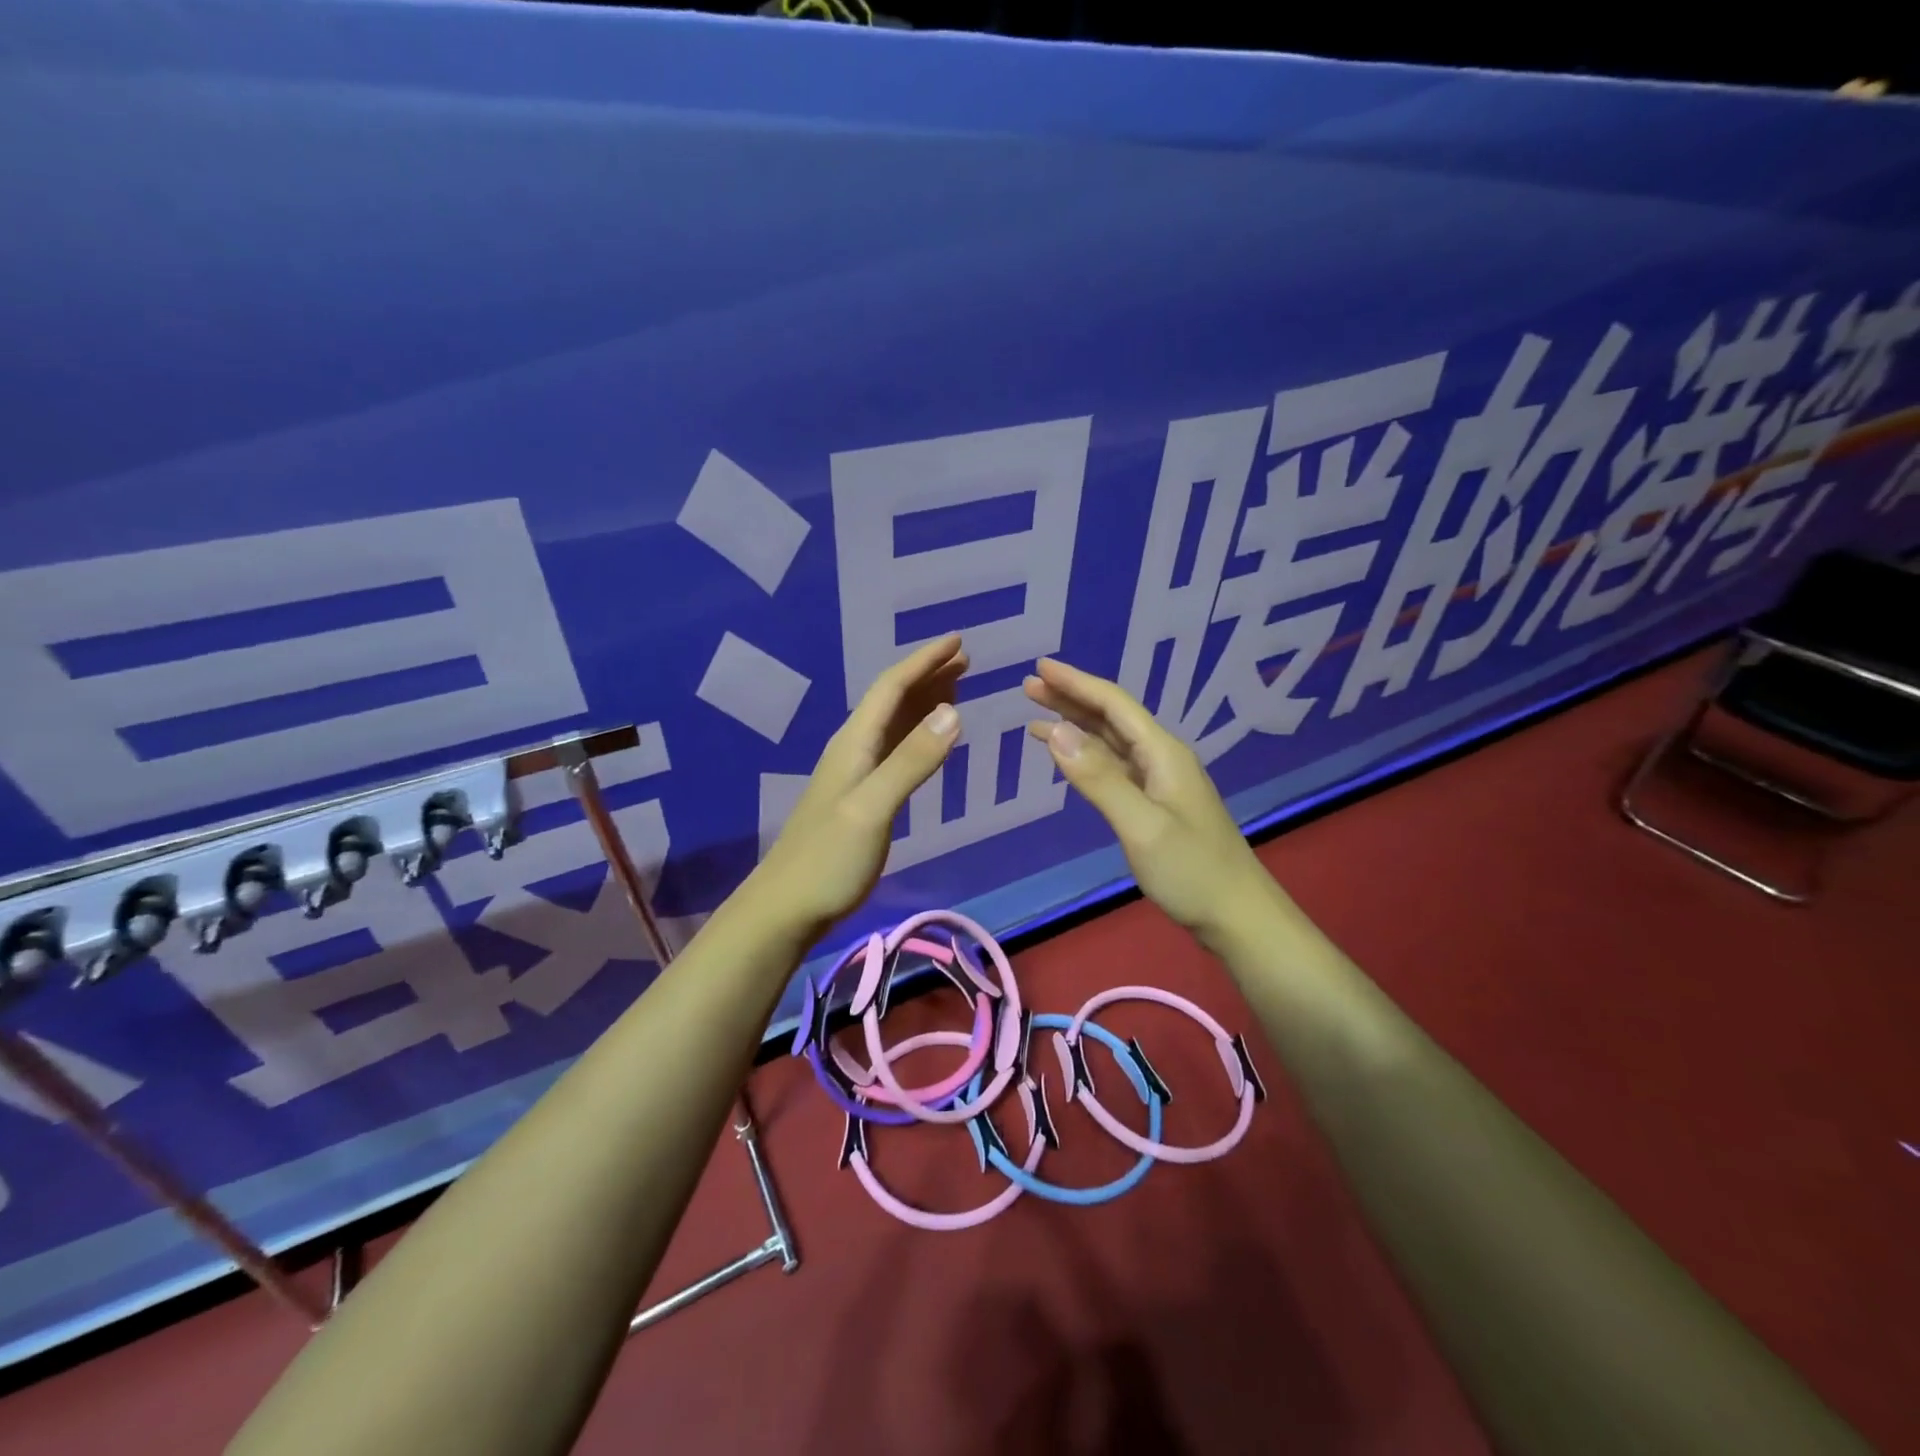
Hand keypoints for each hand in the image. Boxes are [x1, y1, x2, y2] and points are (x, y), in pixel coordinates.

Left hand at [751, 633, 967, 940]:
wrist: (787, 907)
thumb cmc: (829, 859)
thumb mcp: (873, 808)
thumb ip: (911, 762)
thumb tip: (953, 711)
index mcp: (854, 744)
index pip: (891, 688)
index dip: (924, 661)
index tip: (958, 642)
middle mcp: (854, 750)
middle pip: (892, 700)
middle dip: (928, 675)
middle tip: (966, 660)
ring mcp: (855, 775)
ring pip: (894, 724)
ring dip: (924, 702)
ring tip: (956, 688)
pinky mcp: (860, 799)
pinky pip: (895, 750)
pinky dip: (918, 735)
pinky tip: (929, 742)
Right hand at [1024, 658, 1274, 942]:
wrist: (1237, 916)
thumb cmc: (1191, 871)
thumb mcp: (1141, 826)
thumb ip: (1098, 778)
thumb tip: (1056, 731)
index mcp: (1162, 753)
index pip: (1113, 704)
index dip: (1076, 683)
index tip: (1040, 668)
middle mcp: (1160, 759)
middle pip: (1111, 718)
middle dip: (1070, 699)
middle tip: (1029, 687)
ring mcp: (1159, 783)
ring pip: (1110, 742)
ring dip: (1075, 726)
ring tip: (1036, 717)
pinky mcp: (1154, 805)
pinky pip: (1113, 767)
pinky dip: (1086, 757)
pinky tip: (1068, 757)